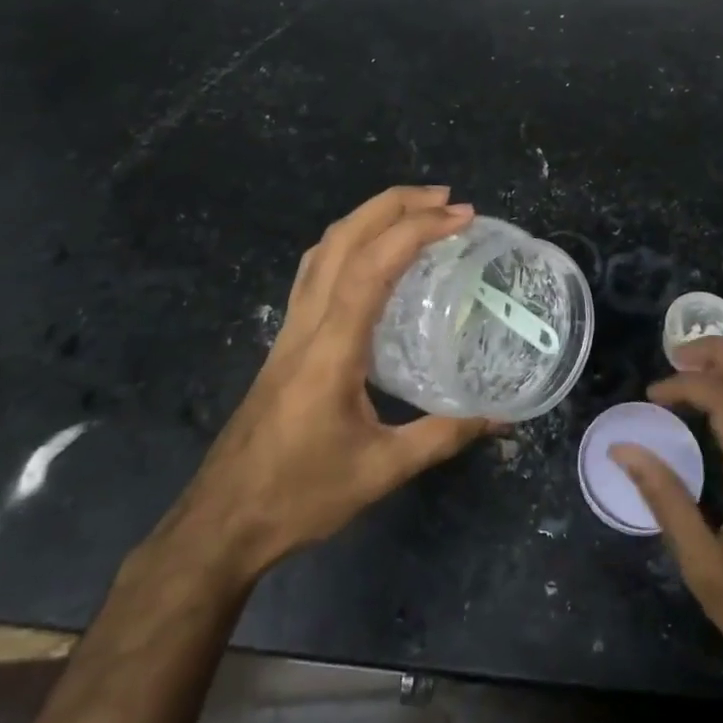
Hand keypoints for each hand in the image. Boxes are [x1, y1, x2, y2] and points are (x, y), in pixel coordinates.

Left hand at [175, 187, 491, 582]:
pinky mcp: (285, 342)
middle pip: (342, 240)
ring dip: (368, 218)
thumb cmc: (299, 496)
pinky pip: (315, 273)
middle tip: (446, 199)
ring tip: (415, 213)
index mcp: (331, 348)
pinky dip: (348, 245)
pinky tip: (372, 258)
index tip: (462, 217)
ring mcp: (289, 330)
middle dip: (394, 205)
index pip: (372, 267)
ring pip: (324, 250)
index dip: (417, 231)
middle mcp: (306, 324)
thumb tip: (500, 418)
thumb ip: (443, 436)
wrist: (221, 522)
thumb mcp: (381, 470)